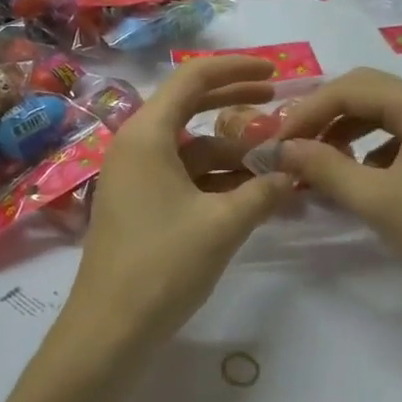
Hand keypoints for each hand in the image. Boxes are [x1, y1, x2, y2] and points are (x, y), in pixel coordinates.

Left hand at [59, 56, 293, 360]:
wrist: (109, 332)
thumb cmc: (162, 265)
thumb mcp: (223, 224)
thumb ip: (263, 191)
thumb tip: (292, 173)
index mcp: (146, 134)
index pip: (192, 80)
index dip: (235, 70)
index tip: (274, 71)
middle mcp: (136, 145)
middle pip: (189, 107)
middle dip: (235, 104)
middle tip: (277, 102)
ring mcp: (135, 176)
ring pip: (190, 148)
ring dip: (231, 152)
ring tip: (276, 161)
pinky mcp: (139, 204)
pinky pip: (183, 176)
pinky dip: (216, 179)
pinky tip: (252, 194)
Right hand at [272, 68, 401, 307]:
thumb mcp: (375, 199)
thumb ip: (325, 167)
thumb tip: (282, 148)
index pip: (350, 89)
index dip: (308, 111)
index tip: (277, 140)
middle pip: (365, 92)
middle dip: (325, 114)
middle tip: (293, 142)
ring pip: (381, 112)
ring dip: (345, 129)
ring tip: (316, 159)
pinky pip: (398, 133)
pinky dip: (369, 146)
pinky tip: (356, 175)